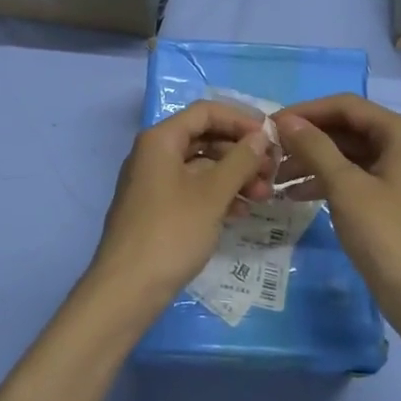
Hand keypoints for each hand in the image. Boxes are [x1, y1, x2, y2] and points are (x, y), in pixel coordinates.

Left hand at [87, 101, 275, 314]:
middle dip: (241, 152)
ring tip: (264, 195)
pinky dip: (218, 195)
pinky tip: (241, 212)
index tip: (271, 136)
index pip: (206, 111)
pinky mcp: (158, 208)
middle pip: (205, 137)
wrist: (128, 288)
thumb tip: (261, 136)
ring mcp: (154, 182)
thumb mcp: (212, 194)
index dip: (241, 119)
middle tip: (272, 171)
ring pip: (201, 166)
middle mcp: (154, 153)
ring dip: (234, 176)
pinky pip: (193, 189)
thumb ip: (240, 160)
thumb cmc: (171, 232)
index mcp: (161, 139)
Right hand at [273, 95, 400, 313]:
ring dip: (312, 161)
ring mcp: (397, 171)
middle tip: (269, 152)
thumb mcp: (346, 187)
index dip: (306, 112)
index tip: (270, 125)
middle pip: (346, 128)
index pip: (346, 106)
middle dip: (307, 139)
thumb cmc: (387, 235)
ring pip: (346, 153)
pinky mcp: (389, 196)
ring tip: (275, 177)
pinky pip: (352, 176)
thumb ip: (315, 147)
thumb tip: (284, 120)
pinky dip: (325, 181)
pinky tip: (294, 195)